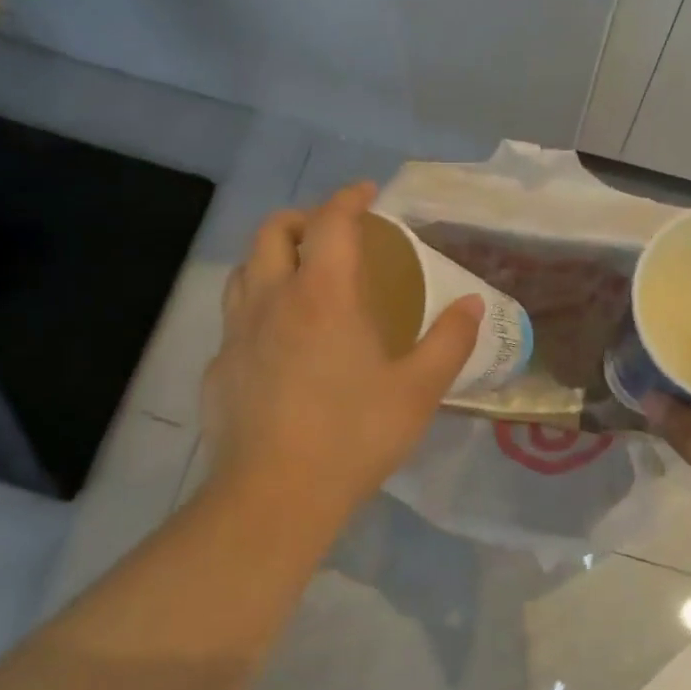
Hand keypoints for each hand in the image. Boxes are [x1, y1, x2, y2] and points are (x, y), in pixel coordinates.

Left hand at [201, 182, 483, 540]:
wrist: (274, 497)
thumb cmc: (354, 436)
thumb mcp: (419, 390)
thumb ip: (450, 340)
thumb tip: (473, 303)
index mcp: (324, 294)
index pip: (332, 221)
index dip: (350, 197)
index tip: (367, 192)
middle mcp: (272, 299)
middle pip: (273, 230)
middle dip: (303, 217)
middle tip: (330, 232)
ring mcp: (236, 333)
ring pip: (243, 269)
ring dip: (271, 257)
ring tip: (299, 276)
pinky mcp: (218, 368)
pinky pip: (233, 320)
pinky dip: (256, 309)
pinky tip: (276, 343)